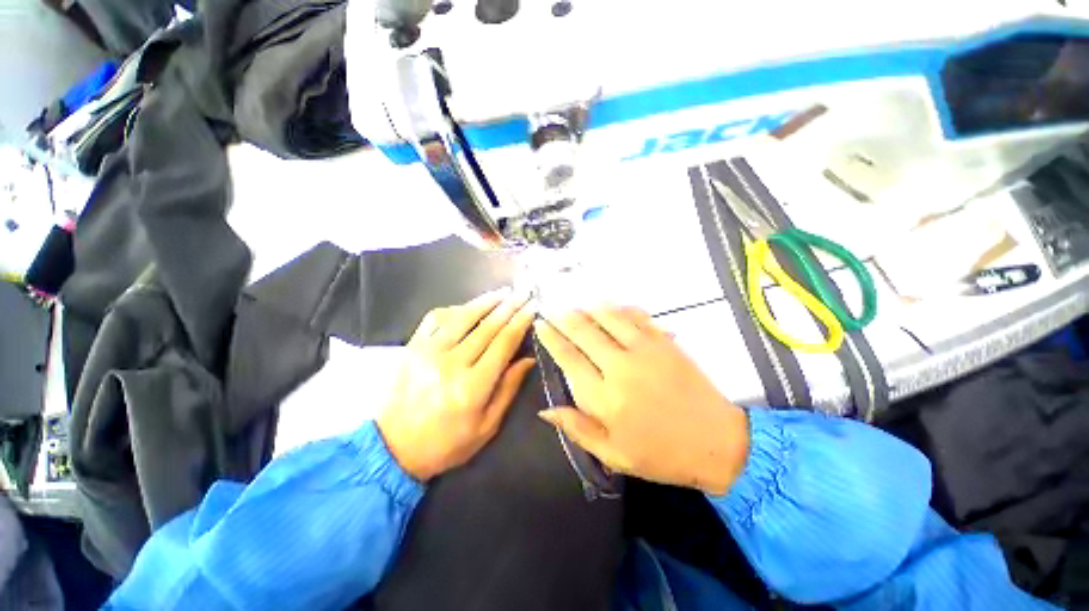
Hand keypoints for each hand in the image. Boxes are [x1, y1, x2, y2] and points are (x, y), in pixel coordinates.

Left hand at [377, 289, 536, 480]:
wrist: (392, 448)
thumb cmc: (446, 443)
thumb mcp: (487, 426)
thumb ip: (509, 388)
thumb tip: (528, 358)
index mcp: (472, 386)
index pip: (503, 343)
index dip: (520, 322)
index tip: (532, 308)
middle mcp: (451, 363)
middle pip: (487, 326)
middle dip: (509, 306)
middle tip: (523, 292)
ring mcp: (428, 352)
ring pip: (463, 316)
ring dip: (486, 301)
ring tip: (503, 292)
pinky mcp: (412, 347)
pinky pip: (436, 317)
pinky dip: (456, 308)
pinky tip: (469, 307)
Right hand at [535, 307, 749, 495]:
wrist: (716, 442)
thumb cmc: (661, 454)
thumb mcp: (613, 454)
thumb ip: (577, 429)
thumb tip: (546, 409)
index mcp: (604, 398)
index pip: (568, 357)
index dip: (551, 338)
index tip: (541, 325)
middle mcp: (620, 367)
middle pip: (583, 331)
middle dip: (564, 318)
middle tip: (554, 312)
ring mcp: (644, 350)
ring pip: (608, 316)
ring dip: (589, 309)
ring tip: (578, 308)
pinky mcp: (664, 342)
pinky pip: (636, 316)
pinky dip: (620, 308)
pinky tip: (611, 308)